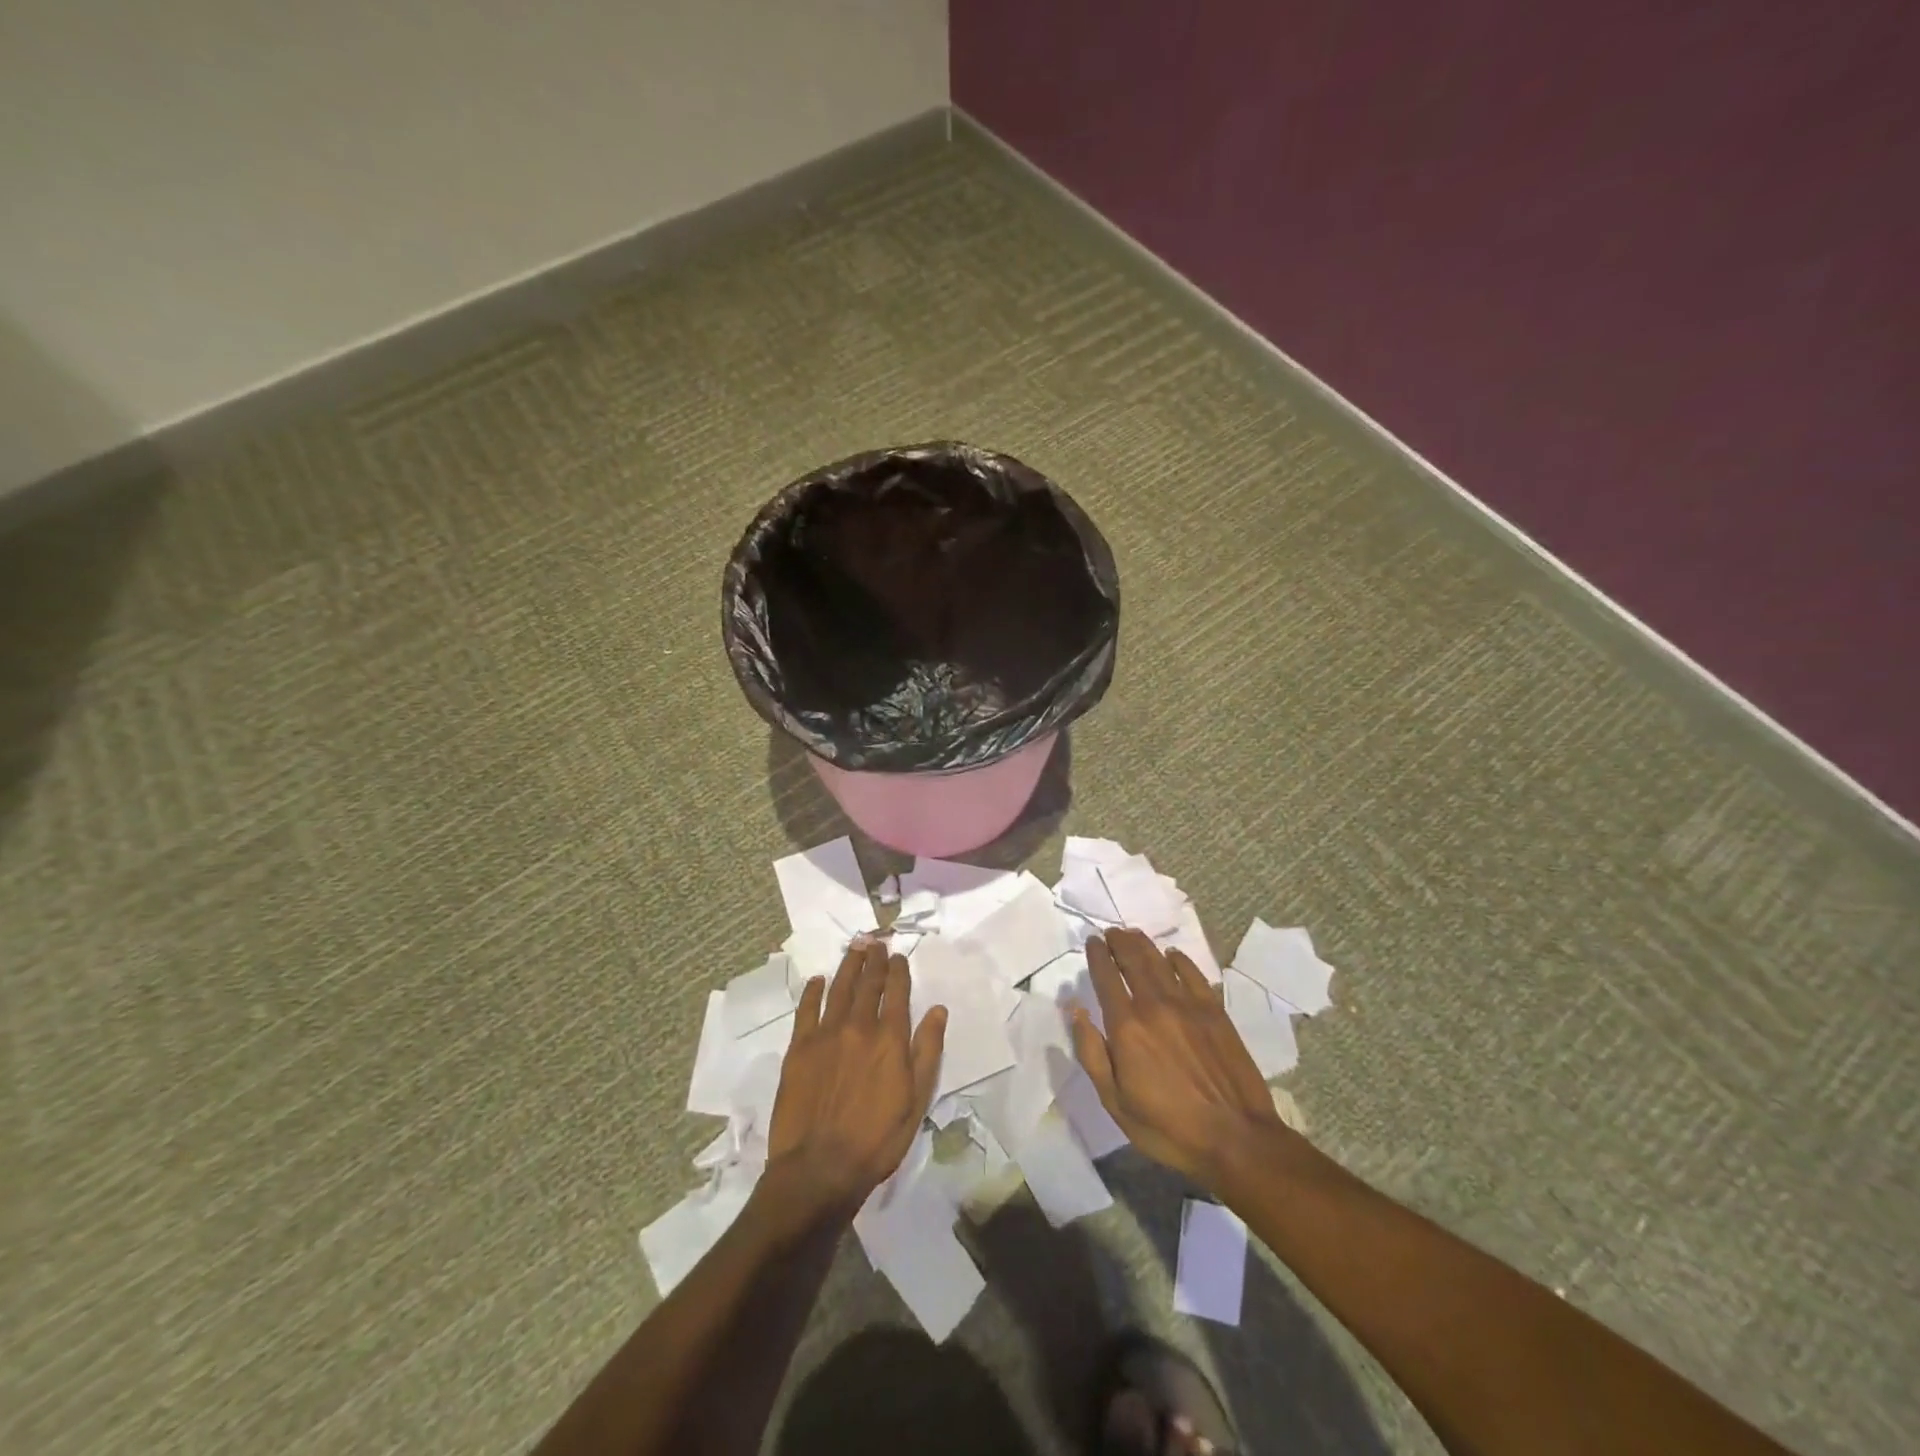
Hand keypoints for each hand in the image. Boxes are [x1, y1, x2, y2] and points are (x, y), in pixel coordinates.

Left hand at [765, 939, 946, 1213]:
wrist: (820, 1167)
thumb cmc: (877, 1139)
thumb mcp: (917, 1100)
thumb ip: (928, 1051)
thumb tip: (938, 1010)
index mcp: (890, 1039)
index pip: (897, 992)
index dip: (899, 971)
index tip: (898, 956)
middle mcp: (859, 1027)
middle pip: (868, 984)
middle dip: (874, 960)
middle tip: (875, 941)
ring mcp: (825, 1035)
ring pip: (839, 989)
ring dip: (848, 966)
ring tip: (854, 948)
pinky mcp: (799, 1048)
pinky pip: (806, 1009)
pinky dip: (813, 991)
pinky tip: (818, 980)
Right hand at [1072, 929, 1283, 1187]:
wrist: (1236, 1138)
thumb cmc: (1168, 1127)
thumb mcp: (1115, 1101)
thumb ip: (1092, 1052)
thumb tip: (1075, 1010)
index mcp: (1127, 1027)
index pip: (1106, 977)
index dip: (1097, 956)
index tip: (1092, 942)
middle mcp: (1155, 1005)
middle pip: (1133, 960)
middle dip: (1119, 942)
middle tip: (1111, 933)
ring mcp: (1188, 1005)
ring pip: (1160, 961)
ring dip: (1144, 944)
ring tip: (1132, 935)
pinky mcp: (1215, 1011)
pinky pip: (1193, 973)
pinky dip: (1179, 959)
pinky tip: (1172, 955)